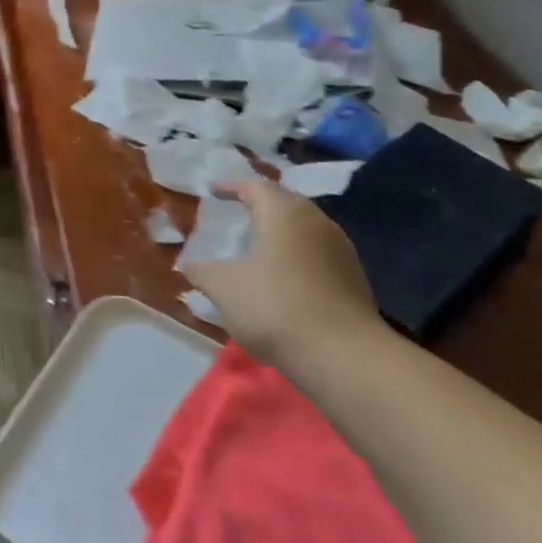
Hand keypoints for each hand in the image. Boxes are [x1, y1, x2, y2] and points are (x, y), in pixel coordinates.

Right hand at [183, 177, 383, 373]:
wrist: (343, 356)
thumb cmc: (275, 307)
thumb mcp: (223, 288)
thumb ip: (201, 271)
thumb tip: (187, 264)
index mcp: (283, 212)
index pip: (254, 186)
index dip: (230, 187)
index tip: (212, 192)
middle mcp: (315, 220)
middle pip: (283, 202)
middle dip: (258, 206)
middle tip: (236, 215)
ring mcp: (340, 248)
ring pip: (304, 228)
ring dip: (280, 232)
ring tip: (258, 247)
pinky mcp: (354, 276)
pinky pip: (318, 252)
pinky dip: (297, 255)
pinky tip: (284, 277)